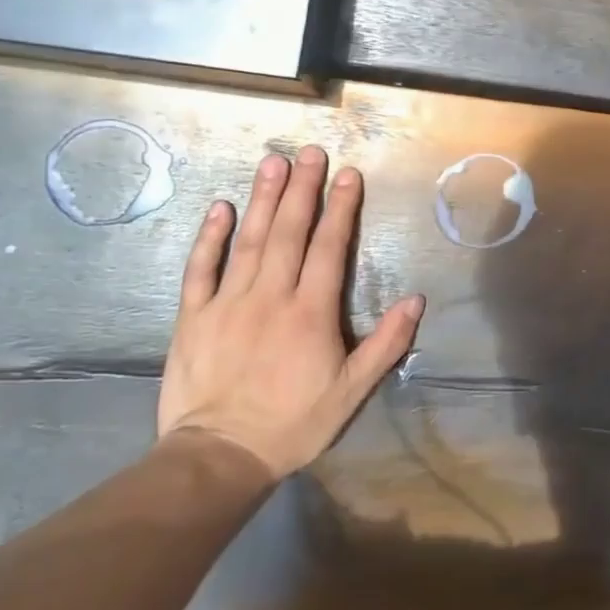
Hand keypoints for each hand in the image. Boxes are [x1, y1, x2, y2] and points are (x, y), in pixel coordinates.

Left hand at [159, 148, 423, 478]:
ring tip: (272, 162)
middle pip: (290, 232)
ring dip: (263, 199)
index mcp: (311, 312)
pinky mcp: (193, 317)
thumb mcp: (352, 391)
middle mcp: (271, 296)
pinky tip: (220, 208)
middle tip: (310, 152)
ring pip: (249, 241)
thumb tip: (416, 300)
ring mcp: (228, 303)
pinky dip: (209, 237)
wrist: (219, 457)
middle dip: (303, 189)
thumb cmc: (294, 423)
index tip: (347, 174)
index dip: (341, 208)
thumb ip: (386, 344)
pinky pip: (200, 269)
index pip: (329, 248)